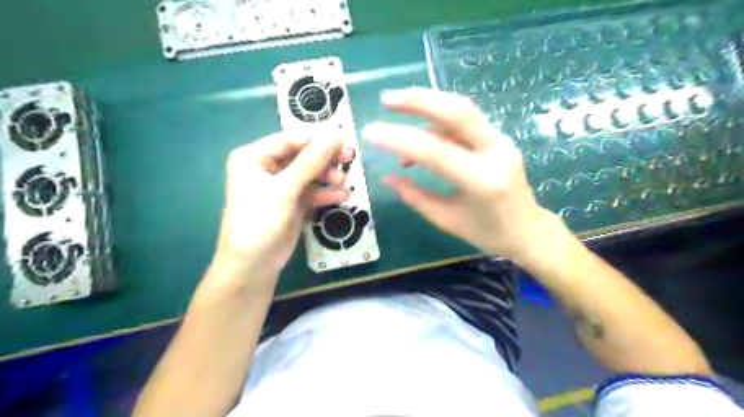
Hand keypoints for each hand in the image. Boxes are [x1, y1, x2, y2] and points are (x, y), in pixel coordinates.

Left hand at [213, 133, 351, 289]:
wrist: (253, 265)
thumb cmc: (260, 221)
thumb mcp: (284, 189)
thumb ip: (310, 162)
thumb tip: (335, 136)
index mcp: (254, 157)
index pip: (290, 140)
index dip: (316, 139)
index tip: (342, 142)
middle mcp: (267, 168)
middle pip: (302, 155)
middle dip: (325, 159)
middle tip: (349, 159)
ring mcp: (282, 186)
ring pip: (310, 174)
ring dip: (328, 176)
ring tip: (344, 182)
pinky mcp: (293, 203)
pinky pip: (313, 191)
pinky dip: (326, 193)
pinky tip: (342, 196)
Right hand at [364, 87, 560, 263]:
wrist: (529, 230)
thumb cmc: (488, 233)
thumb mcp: (447, 220)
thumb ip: (415, 197)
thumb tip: (387, 178)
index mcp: (482, 181)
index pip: (435, 151)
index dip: (398, 139)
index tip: (370, 133)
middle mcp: (496, 152)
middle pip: (457, 111)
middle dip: (419, 100)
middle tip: (387, 100)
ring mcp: (501, 141)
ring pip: (461, 110)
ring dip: (427, 108)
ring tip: (398, 118)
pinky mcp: (499, 138)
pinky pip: (465, 121)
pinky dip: (438, 123)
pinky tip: (422, 136)